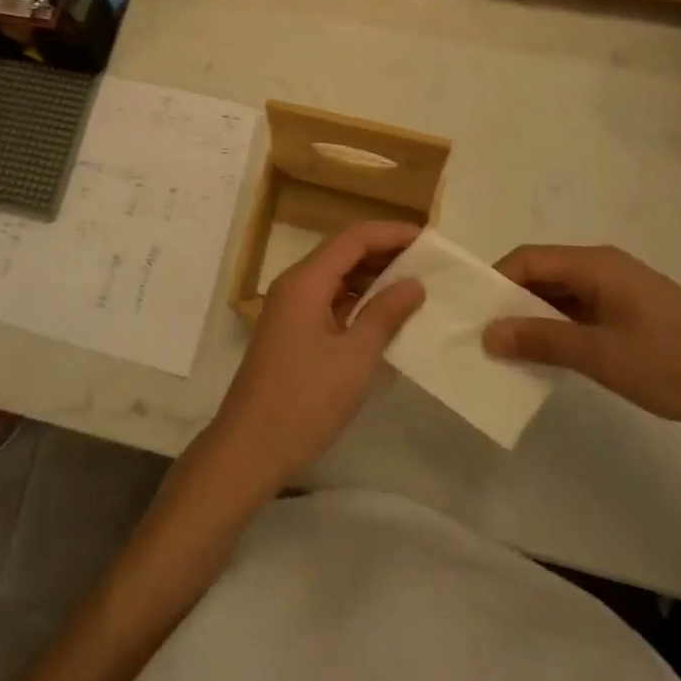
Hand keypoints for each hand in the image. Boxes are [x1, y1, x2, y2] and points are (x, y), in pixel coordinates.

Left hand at [205, 222, 424, 493]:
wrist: (250, 447)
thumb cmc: (304, 400)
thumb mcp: (355, 358)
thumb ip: (385, 315)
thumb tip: (414, 284)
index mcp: (305, 281)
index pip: (353, 238)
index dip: (391, 234)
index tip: (429, 241)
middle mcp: (295, 284)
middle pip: (343, 253)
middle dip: (384, 254)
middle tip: (429, 265)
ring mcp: (291, 308)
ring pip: (336, 278)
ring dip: (373, 279)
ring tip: (416, 287)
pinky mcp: (293, 331)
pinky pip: (330, 301)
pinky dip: (358, 302)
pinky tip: (386, 317)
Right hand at [482, 245, 680, 442]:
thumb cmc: (673, 365)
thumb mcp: (600, 355)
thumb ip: (541, 340)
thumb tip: (487, 333)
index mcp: (595, 264)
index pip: (527, 258)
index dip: (494, 281)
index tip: (471, 313)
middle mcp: (604, 266)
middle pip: (542, 272)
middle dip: (510, 300)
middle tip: (484, 333)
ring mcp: (622, 289)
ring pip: (561, 292)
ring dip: (534, 316)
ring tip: (510, 347)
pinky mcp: (634, 311)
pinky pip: (581, 308)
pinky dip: (559, 326)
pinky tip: (550, 353)